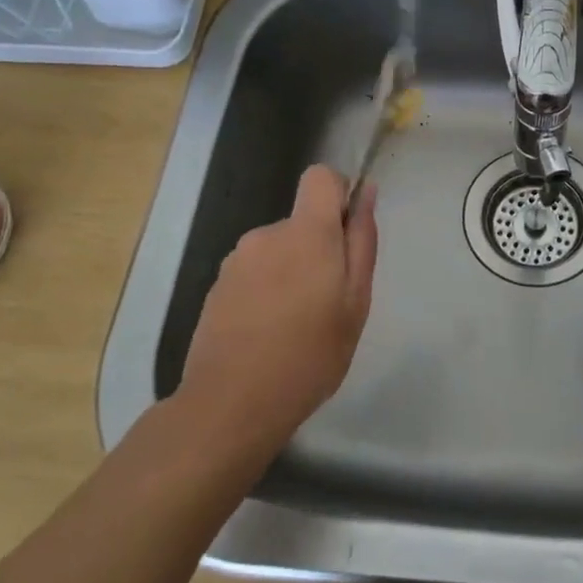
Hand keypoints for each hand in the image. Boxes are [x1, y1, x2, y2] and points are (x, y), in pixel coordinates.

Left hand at [177, 166, 377, 458]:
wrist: (232, 404)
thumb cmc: (310, 355)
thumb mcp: (356, 302)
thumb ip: (362, 241)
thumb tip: (365, 193)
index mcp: (306, 232)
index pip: (320, 177)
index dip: (339, 194)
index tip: (348, 235)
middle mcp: (266, 235)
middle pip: (302, 222)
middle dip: (319, 249)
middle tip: (329, 303)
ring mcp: (236, 261)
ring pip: (278, 250)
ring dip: (292, 273)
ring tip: (298, 325)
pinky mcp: (217, 287)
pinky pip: (255, 273)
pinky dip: (267, 291)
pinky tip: (269, 334)